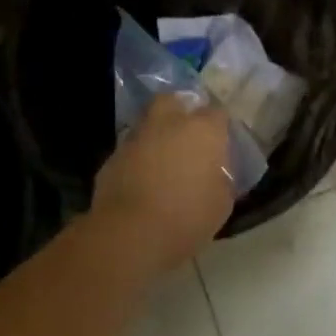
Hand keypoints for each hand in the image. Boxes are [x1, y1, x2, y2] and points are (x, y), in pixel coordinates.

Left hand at [92, 95, 234, 270]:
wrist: (129, 234)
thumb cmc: (186, 217)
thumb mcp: (221, 204)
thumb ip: (222, 180)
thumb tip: (217, 174)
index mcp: (203, 130)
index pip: (217, 113)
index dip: (220, 127)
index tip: (221, 144)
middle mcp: (169, 123)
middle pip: (174, 101)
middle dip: (180, 111)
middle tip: (188, 136)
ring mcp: (137, 137)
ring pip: (148, 124)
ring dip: (157, 136)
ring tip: (164, 161)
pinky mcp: (112, 157)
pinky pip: (131, 150)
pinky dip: (138, 159)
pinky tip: (142, 181)